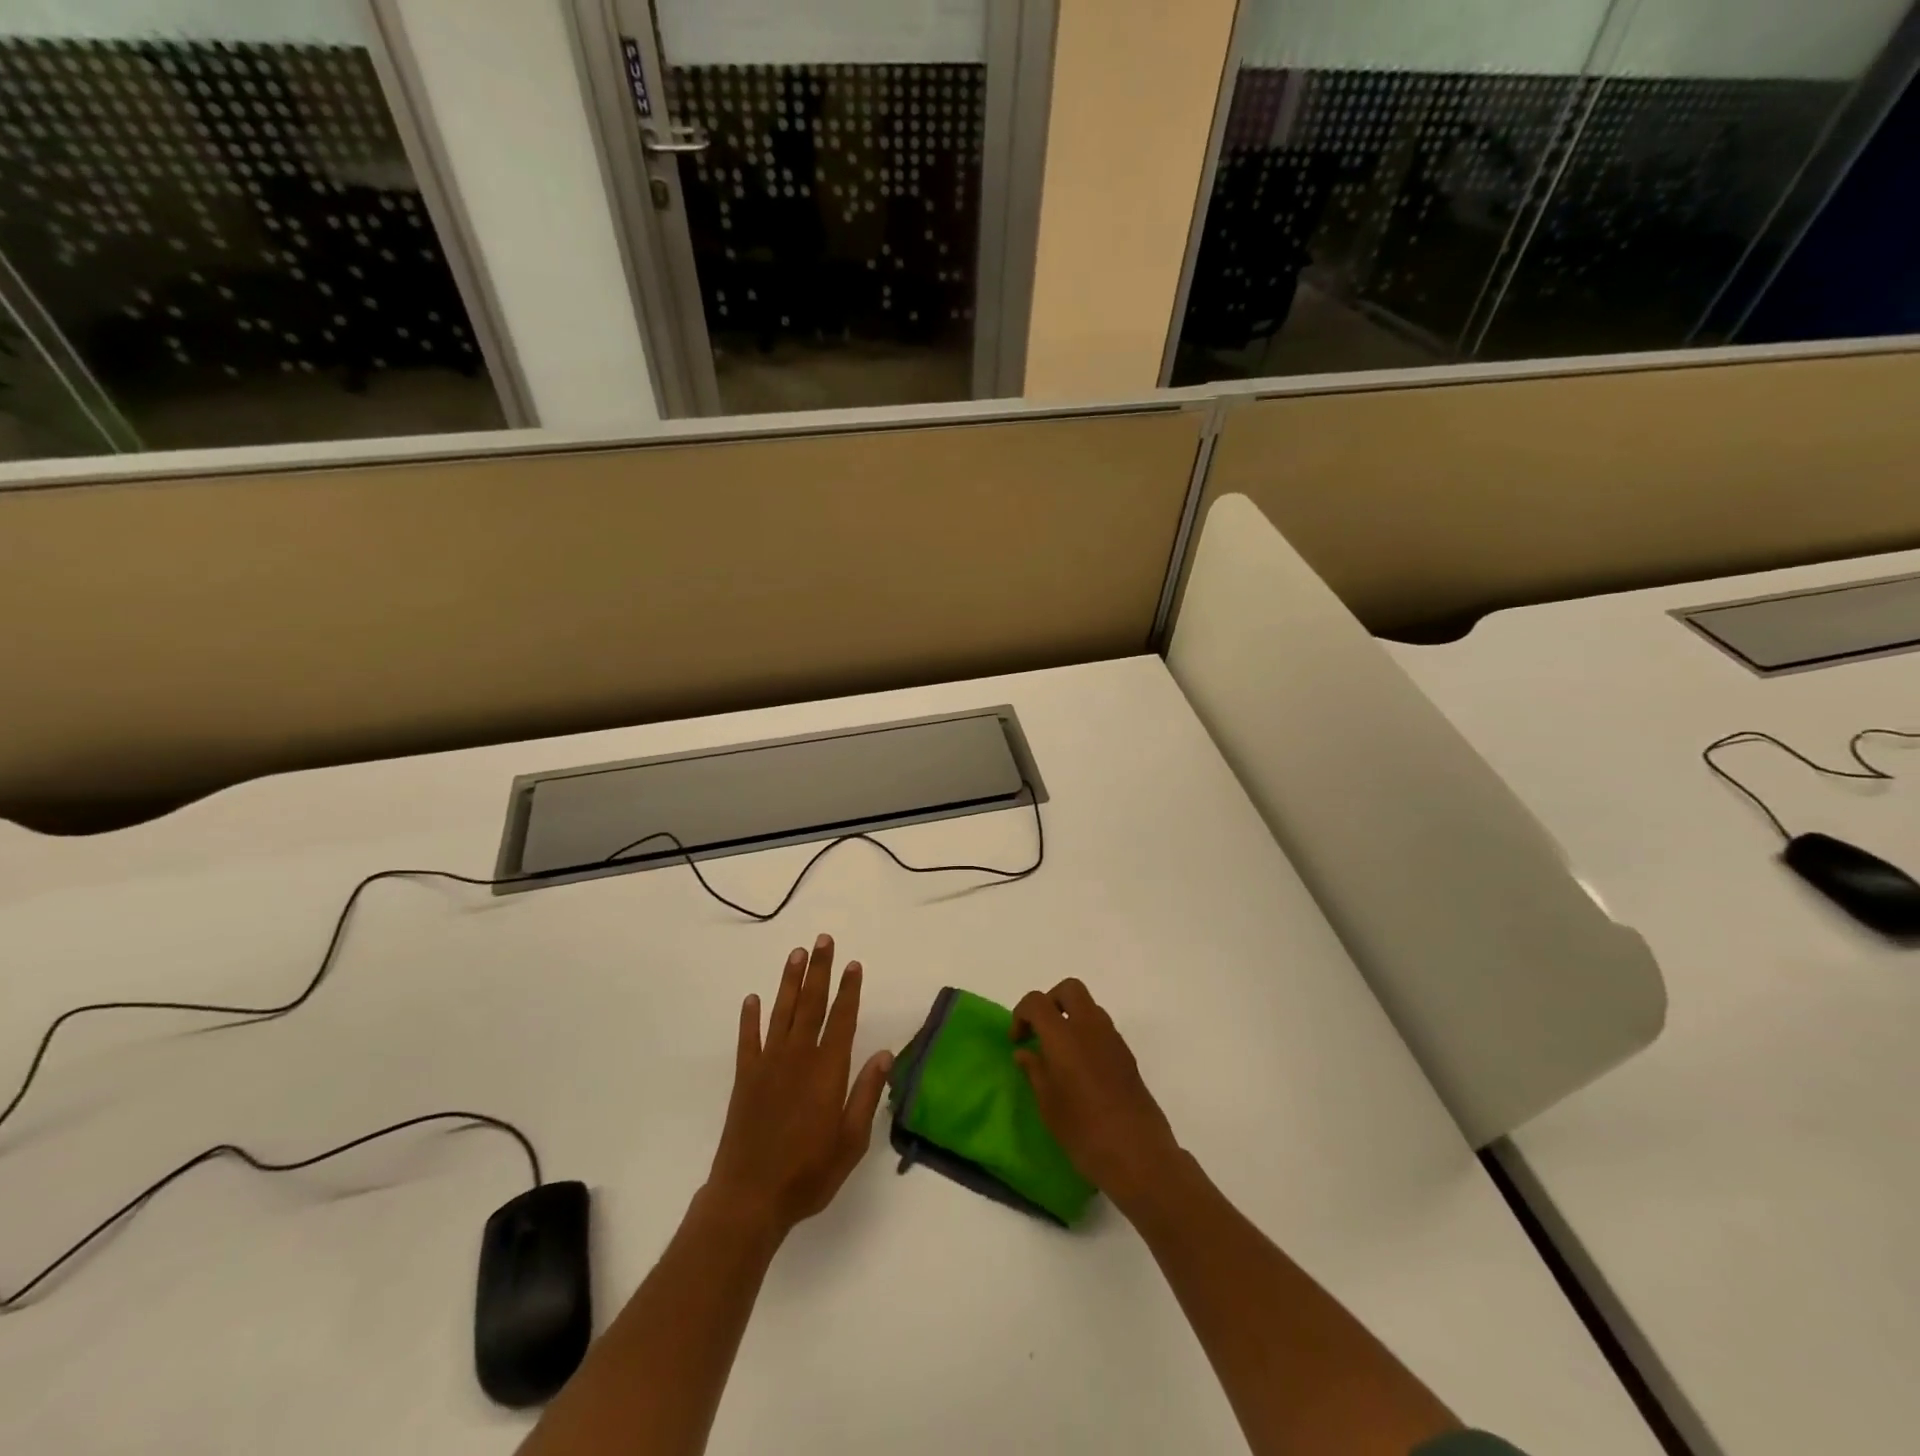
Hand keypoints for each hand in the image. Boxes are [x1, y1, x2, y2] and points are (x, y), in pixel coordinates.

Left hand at [704, 934, 892, 1237]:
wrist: (750, 1198)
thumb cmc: (808, 1173)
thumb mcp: (851, 1141)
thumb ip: (867, 1094)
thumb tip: (885, 1054)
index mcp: (827, 1071)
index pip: (842, 1019)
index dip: (849, 990)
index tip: (853, 964)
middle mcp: (798, 1058)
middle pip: (811, 1004)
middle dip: (819, 970)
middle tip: (823, 940)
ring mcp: (768, 1064)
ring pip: (782, 1012)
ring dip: (790, 981)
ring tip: (796, 954)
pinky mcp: (745, 1078)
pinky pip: (749, 1039)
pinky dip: (750, 1017)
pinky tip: (753, 998)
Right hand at [1011, 978, 1182, 1213]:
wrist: (1138, 1154)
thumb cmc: (1084, 1131)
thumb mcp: (1048, 1104)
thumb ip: (1034, 1070)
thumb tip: (1025, 1052)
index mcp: (1064, 1035)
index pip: (1037, 1001)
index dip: (1021, 1014)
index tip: (1018, 1041)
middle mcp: (1090, 1027)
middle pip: (1069, 989)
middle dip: (1050, 1002)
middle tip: (1040, 1031)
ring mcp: (1113, 1039)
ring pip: (1089, 1007)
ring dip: (1071, 1017)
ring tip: (1060, 1053)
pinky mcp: (1127, 1055)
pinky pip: (1102, 1029)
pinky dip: (1087, 1034)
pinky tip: (1081, 1069)